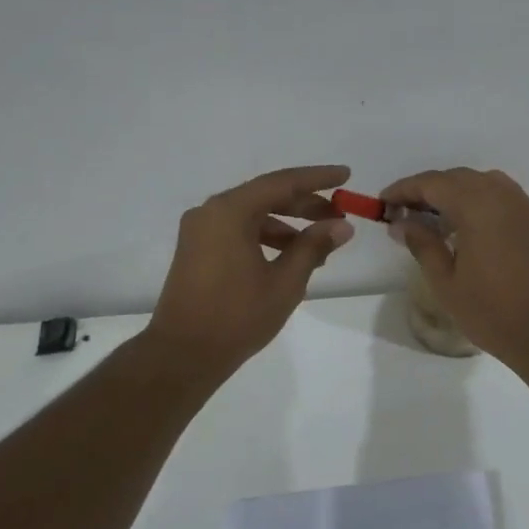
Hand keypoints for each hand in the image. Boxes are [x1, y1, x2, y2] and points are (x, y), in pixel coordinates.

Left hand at [146, 165, 355, 374]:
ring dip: (287, 224)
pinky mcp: (197, 249)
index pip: (282, 183)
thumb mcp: (285, 282)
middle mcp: (211, 212)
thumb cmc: (237, 316)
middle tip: (338, 214)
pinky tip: (289, 257)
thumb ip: (313, 247)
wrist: (183, 354)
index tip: (345, 175)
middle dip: (305, 204)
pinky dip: (265, 237)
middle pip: (266, 195)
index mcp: (230, 211)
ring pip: (252, 215)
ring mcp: (200, 231)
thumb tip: (342, 226)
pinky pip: (238, 231)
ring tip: (320, 244)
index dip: (317, 178)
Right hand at [380, 168, 528, 366]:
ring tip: (434, 219)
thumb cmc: (491, 310)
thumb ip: (422, 244)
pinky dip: (477, 201)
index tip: (383, 203)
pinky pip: (500, 196)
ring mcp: (522, 205)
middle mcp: (501, 194)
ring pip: (480, 183)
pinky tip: (466, 227)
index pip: (432, 183)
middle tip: (403, 213)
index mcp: (476, 205)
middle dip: (427, 190)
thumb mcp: (445, 281)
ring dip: (453, 193)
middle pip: (456, 178)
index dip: (404, 190)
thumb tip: (401, 223)